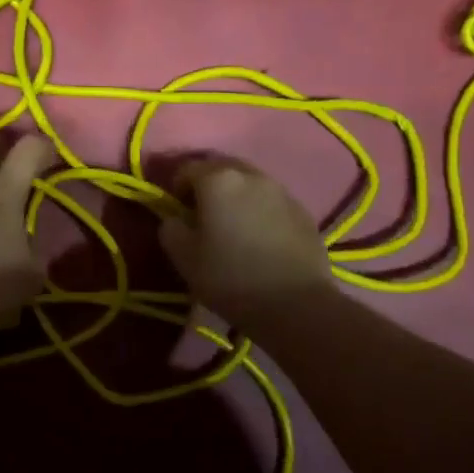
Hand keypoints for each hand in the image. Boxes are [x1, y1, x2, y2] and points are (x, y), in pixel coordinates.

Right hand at [159, 157, 334, 326]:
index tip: (177, 212)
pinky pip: (272, 200)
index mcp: (217, 180)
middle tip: (203, 214)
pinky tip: (259, 238)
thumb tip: (175, 219)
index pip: (187, 168)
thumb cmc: (230, 278)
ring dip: (236, 195)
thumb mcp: (184, 258)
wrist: (295, 304)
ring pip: (249, 182)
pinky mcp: (303, 211)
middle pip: (222, 168)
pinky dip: (259, 210)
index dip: (176, 187)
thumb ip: (171, 229)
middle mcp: (251, 175)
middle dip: (208, 184)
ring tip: (232, 225)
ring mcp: (281, 191)